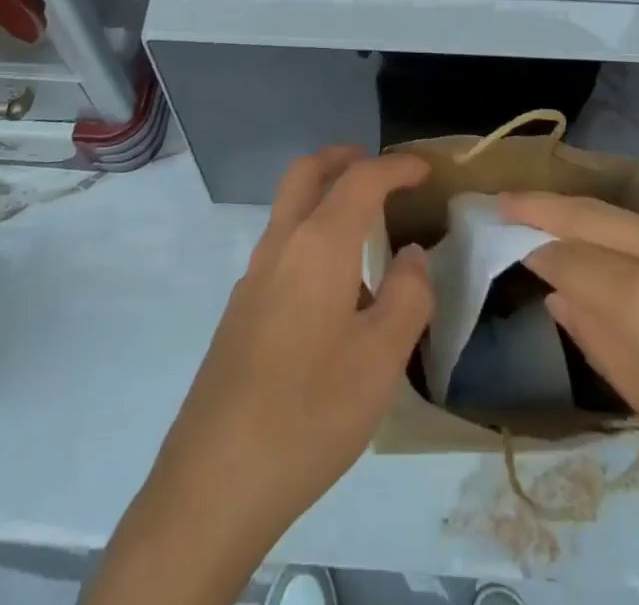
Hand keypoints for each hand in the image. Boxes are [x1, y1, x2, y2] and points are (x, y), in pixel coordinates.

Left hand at [88, 148, 430, 604]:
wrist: (214, 481)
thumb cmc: (311, 412)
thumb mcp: (382, 359)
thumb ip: (408, 296)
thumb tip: (411, 257)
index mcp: (318, 246)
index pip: (360, 181)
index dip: (395, 167)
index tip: (424, 169)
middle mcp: (280, 247)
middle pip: (305, 174)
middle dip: (341, 158)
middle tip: (375, 165)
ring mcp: (252, 278)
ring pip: (287, 210)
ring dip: (322, 197)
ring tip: (363, 228)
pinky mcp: (240, 312)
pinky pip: (280, 249)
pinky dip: (309, 235)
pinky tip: (331, 289)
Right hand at [501, 193, 638, 604]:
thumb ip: (607, 347)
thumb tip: (562, 298)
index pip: (567, 258)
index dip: (531, 252)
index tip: (501, 245)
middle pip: (591, 216)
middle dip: (542, 206)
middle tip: (502, 200)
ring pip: (632, 219)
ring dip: (590, 220)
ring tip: (560, 227)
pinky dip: (636, 237)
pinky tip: (635, 261)